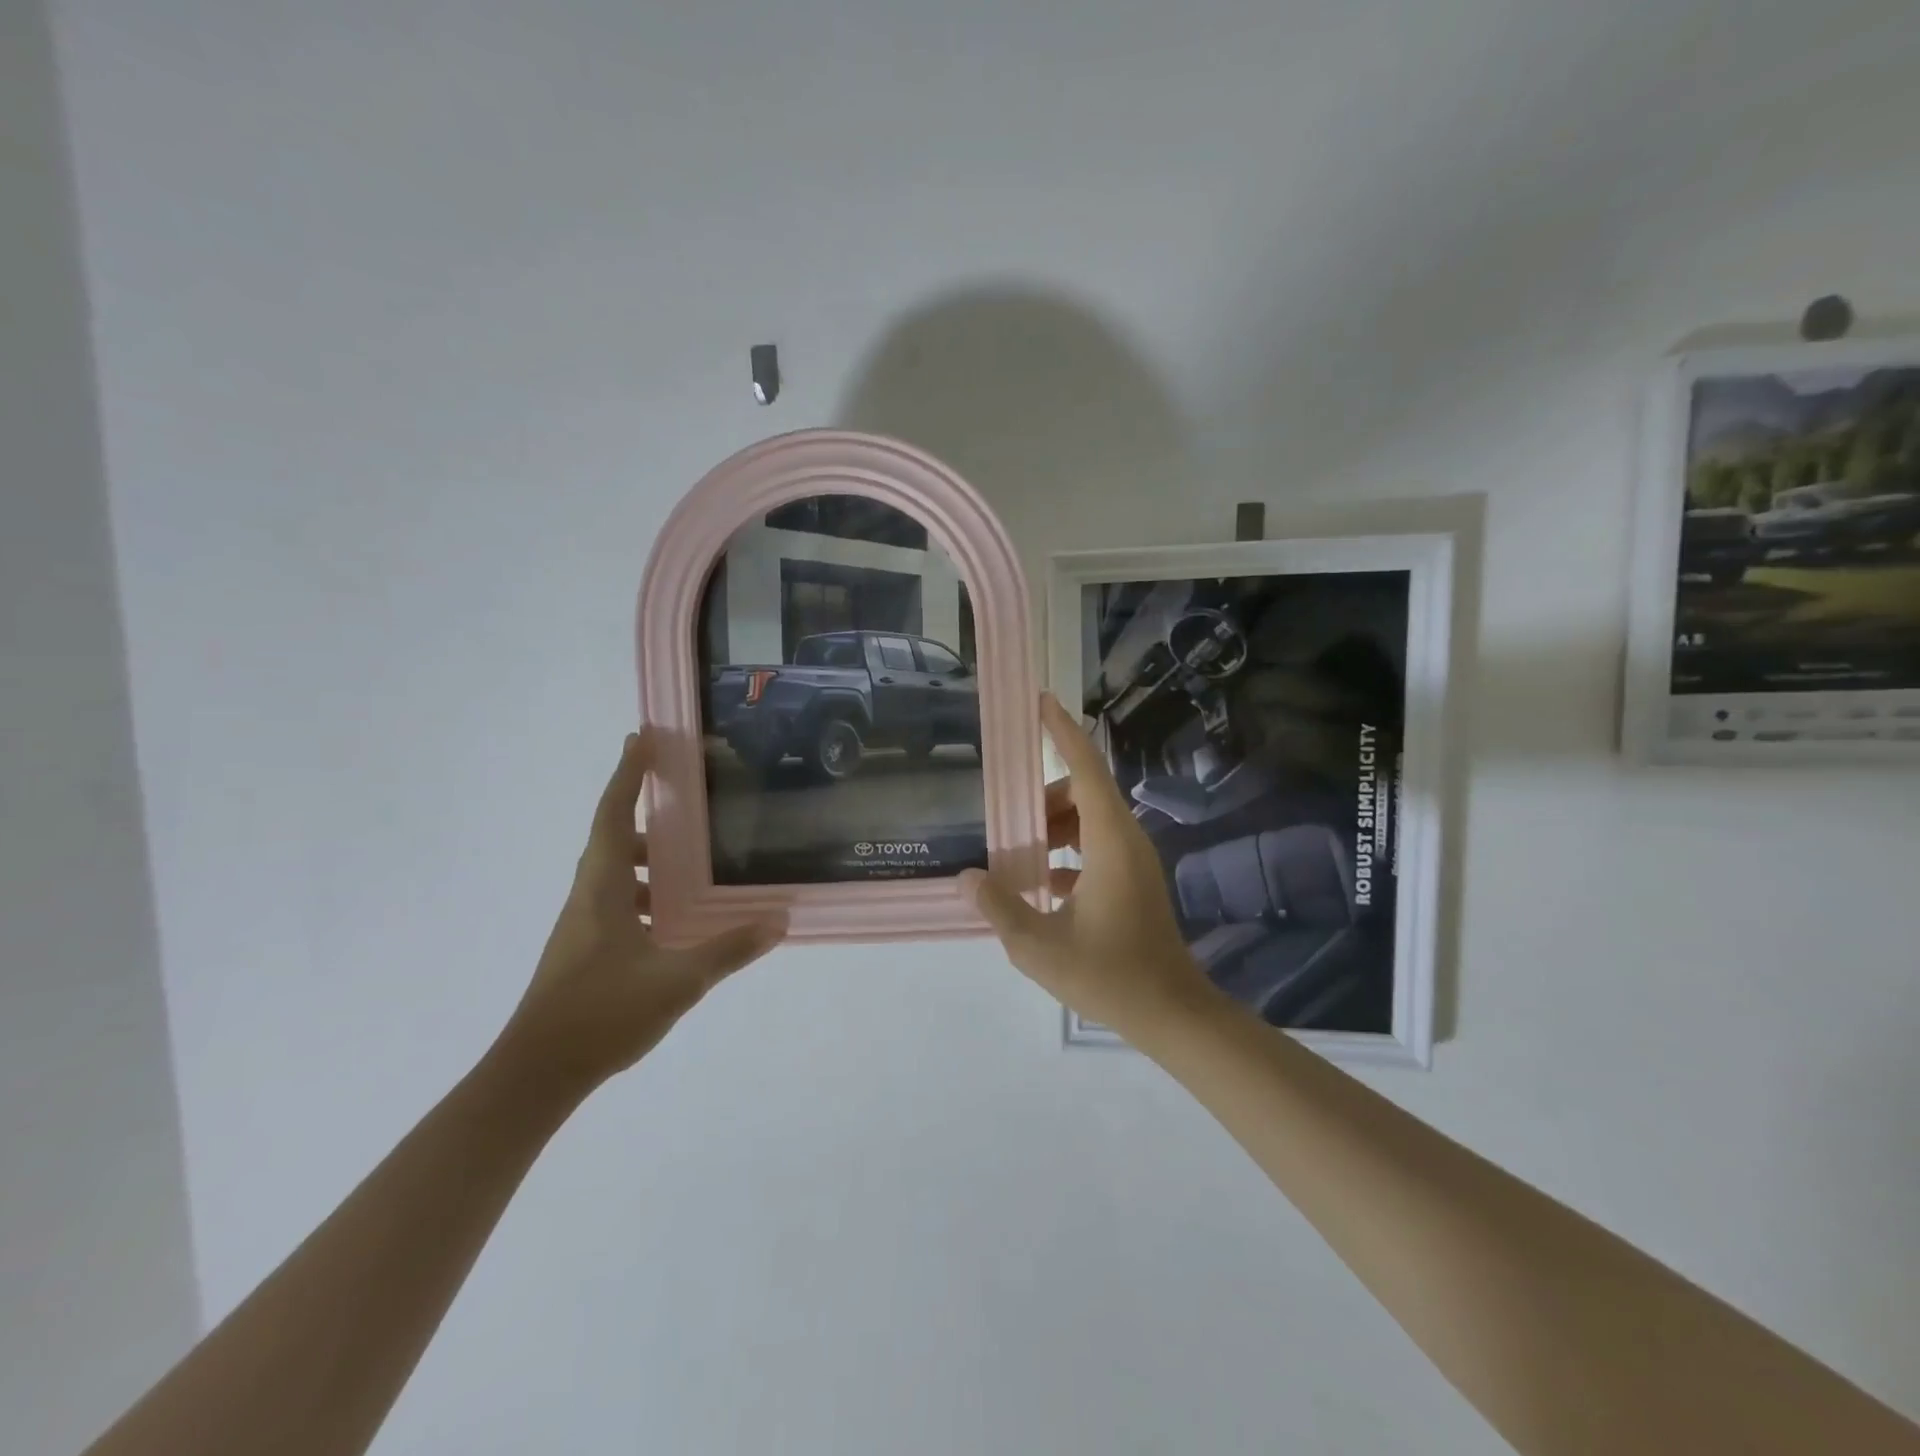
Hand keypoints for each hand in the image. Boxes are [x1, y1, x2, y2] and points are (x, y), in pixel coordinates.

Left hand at [498, 731, 782, 1091]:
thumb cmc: (600, 1014)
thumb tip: (779, 919)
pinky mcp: (586, 952)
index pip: (613, 815)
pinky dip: (650, 897)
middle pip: (614, 839)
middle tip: (688, 802)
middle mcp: (588, 898)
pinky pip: (622, 905)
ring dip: (650, 861)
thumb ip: (729, 949)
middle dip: (646, 814)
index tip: (642, 738)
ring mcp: (584, 927)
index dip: (627, 774)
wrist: (534, 1076)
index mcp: (601, 889)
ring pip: (617, 876)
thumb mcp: (677, 980)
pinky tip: (679, 920)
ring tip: (694, 862)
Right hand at [960, 694, 1215, 1041]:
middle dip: (1042, 797)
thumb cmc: (1109, 975)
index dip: (1062, 732)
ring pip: (1088, 819)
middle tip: (1006, 818)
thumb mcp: (1039, 946)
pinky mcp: (1133, 880)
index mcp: (1110, 840)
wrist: (1170, 1012)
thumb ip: (1000, 907)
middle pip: (1083, 792)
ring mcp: (1133, 860)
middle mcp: (1126, 839)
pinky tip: (1040, 882)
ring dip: (1053, 827)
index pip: (1086, 768)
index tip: (1040, 702)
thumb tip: (967, 877)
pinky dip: (1066, 850)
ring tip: (1018, 854)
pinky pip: (1095, 845)